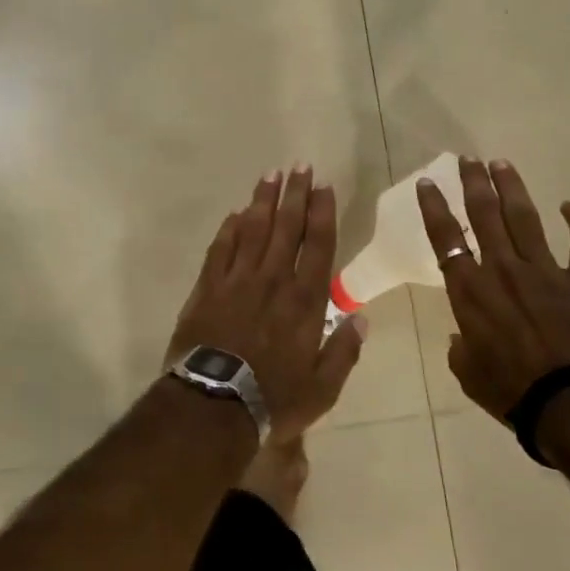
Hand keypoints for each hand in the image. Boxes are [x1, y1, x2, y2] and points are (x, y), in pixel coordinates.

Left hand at [169, 167, 367, 443]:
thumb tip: (362, 317)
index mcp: (305, 301)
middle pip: (286, 227)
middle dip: (295, 194)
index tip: (324, 186)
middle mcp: (273, 280)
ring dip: (262, 201)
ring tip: (270, 175)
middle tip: (299, 166)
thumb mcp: (323, 388)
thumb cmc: (274, 399)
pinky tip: (234, 213)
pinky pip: (220, 249)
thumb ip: (344, 351)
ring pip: (252, 230)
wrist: (214, 404)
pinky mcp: (207, 287)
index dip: (321, 213)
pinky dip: (228, 229)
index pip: (317, 245)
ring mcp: (237, 280)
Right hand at [416, 156, 569, 423]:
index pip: (445, 238)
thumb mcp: (469, 375)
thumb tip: (463, 340)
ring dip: (512, 188)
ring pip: (525, 219)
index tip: (428, 182)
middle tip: (468, 159)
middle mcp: (504, 270)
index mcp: (470, 291)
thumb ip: (461, 350)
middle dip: (474, 183)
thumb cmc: (513, 393)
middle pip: (485, 215)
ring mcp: (546, 272)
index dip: (434, 207)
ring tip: (502, 164)